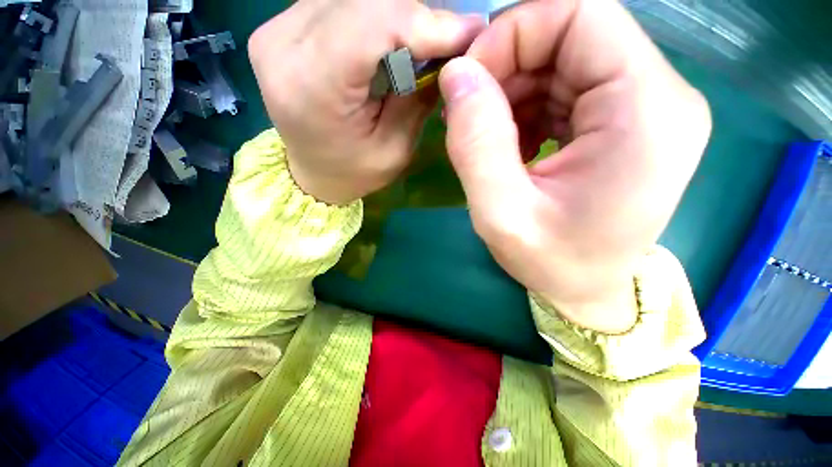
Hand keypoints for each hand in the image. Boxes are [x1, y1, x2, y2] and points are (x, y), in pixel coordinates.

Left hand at [248, 0, 483, 204]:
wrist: (311, 173)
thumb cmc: (353, 172)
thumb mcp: (394, 149)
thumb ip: (418, 99)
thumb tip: (453, 54)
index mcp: (312, 86)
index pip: (374, 24)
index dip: (428, 22)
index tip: (469, 33)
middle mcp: (284, 45)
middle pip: (365, 3)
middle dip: (417, 19)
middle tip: (449, 41)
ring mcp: (276, 30)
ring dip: (396, 17)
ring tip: (422, 45)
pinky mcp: (281, 26)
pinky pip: (339, 4)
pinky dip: (374, 18)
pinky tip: (390, 42)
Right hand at [439, 0, 710, 332]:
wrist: (588, 289)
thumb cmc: (551, 263)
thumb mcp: (501, 214)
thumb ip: (476, 144)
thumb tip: (456, 75)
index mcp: (646, 112)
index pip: (581, 15)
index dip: (513, 34)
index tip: (467, 81)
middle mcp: (659, 96)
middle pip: (572, 35)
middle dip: (506, 66)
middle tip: (468, 114)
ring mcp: (645, 106)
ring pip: (564, 60)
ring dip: (513, 90)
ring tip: (486, 137)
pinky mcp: (625, 121)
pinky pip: (567, 87)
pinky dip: (527, 106)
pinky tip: (512, 145)